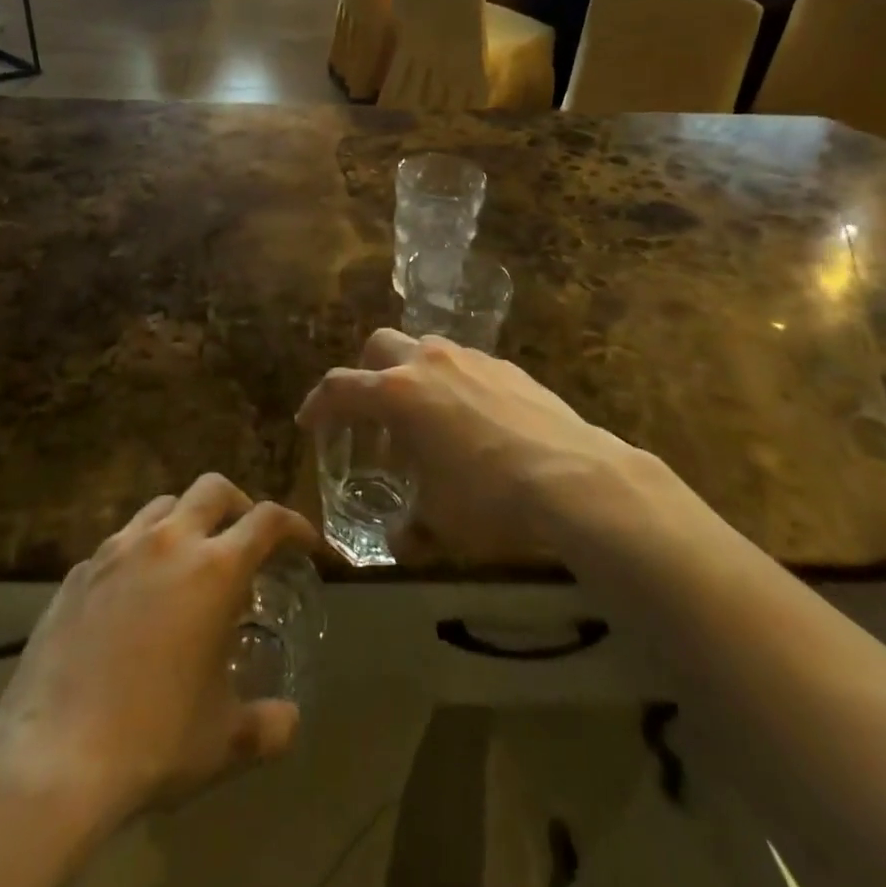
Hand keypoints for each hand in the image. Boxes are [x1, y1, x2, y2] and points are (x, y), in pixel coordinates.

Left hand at [0, 475, 320, 828]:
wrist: (50, 760)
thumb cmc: (152, 741)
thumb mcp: (223, 741)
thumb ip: (267, 726)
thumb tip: (290, 721)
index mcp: (214, 569)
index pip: (268, 520)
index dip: (294, 525)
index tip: (304, 544)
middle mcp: (168, 542)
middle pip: (214, 489)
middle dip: (239, 506)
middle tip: (245, 542)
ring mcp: (117, 551)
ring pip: (163, 505)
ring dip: (187, 520)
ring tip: (189, 562)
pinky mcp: (78, 572)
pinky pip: (120, 542)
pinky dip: (141, 552)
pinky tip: (135, 597)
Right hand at [295, 330, 624, 561]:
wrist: (575, 479)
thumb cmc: (491, 500)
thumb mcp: (440, 523)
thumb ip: (410, 528)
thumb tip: (401, 539)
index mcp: (398, 394)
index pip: (340, 388)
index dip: (318, 404)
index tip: (309, 422)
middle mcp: (428, 363)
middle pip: (379, 347)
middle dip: (366, 375)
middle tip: (370, 414)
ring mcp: (471, 359)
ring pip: (425, 350)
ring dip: (412, 377)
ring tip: (425, 421)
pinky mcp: (507, 367)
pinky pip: (465, 365)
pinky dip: (453, 385)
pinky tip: (472, 423)